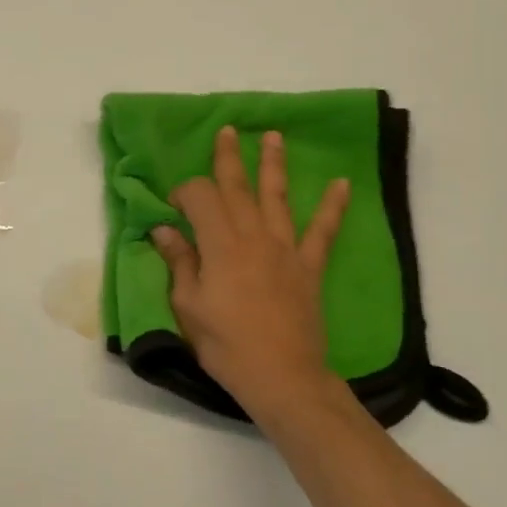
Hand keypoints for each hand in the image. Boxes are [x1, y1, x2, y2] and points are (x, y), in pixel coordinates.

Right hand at [150, 126, 350, 422]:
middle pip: (238, 188)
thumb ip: (180, 263)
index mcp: (220, 245)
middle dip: (229, 158)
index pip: (201, 199)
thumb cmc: (226, 344)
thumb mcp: (189, 306)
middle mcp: (253, 237)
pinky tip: (341, 184)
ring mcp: (285, 249)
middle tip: (227, 130)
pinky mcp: (309, 266)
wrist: (282, 376)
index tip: (173, 206)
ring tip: (273, 136)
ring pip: (277, 197)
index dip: (184, 193)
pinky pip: (323, 231)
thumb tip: (164, 229)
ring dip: (274, 165)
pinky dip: (332, 207)